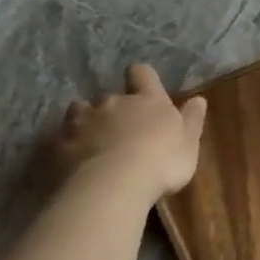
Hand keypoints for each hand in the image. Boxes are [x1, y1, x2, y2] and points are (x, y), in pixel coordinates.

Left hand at [54, 64, 207, 199]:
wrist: (113, 185)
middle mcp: (113, 103)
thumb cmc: (161, 162)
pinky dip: (69, 146)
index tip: (143, 89)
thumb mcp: (189, 143)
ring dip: (86, 122)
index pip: (142, 74)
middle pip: (109, 96)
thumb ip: (192, 120)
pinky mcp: (60, 144)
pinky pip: (63, 138)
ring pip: (79, 111)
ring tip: (93, 143)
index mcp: (147, 100)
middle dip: (113, 110)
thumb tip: (199, 99)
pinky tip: (75, 163)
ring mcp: (83, 122)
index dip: (141, 78)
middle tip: (122, 132)